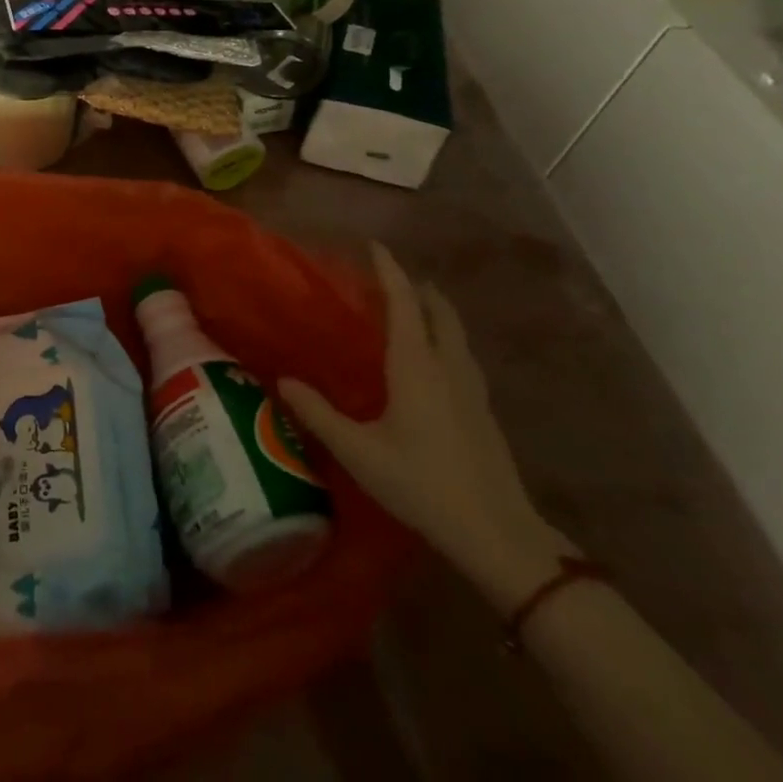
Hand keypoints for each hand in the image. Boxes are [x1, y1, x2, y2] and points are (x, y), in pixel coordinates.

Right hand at [279, 244, 571, 609]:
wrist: (499, 536)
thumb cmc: (423, 484)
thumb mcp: (360, 451)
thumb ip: (319, 413)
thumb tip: (283, 379)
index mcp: (417, 365)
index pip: (403, 303)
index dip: (389, 271)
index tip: (375, 245)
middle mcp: (448, 367)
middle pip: (439, 312)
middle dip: (419, 289)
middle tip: (394, 279)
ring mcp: (473, 389)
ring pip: (456, 334)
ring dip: (436, 313)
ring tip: (416, 311)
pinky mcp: (484, 412)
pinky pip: (462, 356)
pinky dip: (446, 340)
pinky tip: (436, 363)